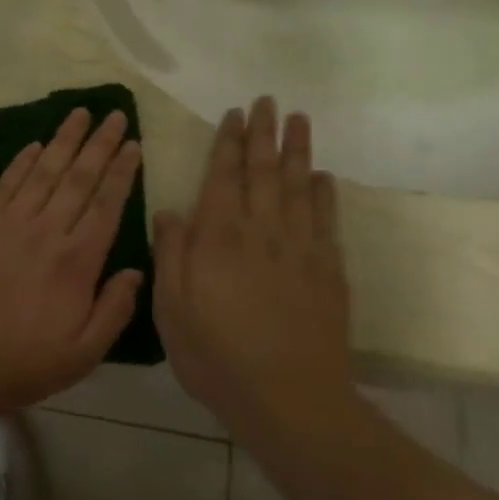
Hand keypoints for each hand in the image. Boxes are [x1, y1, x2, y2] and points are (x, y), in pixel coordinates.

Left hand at [0, 108, 144, 418]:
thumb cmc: (26, 361)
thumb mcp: (85, 352)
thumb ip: (115, 308)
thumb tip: (136, 270)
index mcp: (78, 261)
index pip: (107, 204)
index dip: (123, 172)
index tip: (134, 145)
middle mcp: (47, 231)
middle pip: (79, 178)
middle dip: (100, 144)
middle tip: (115, 115)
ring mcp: (10, 223)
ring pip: (44, 172)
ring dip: (64, 141)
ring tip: (80, 114)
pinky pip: (6, 185)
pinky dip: (21, 162)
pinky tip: (35, 144)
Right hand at [153, 97, 352, 428]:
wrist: (289, 398)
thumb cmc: (217, 355)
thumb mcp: (171, 309)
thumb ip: (170, 254)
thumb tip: (170, 211)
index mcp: (219, 237)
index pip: (223, 176)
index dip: (229, 143)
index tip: (236, 114)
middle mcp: (261, 231)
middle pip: (263, 171)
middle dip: (264, 134)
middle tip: (269, 101)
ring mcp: (300, 249)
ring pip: (297, 187)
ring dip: (297, 151)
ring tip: (299, 120)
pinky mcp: (328, 271)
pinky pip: (326, 221)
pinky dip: (324, 195)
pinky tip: (322, 177)